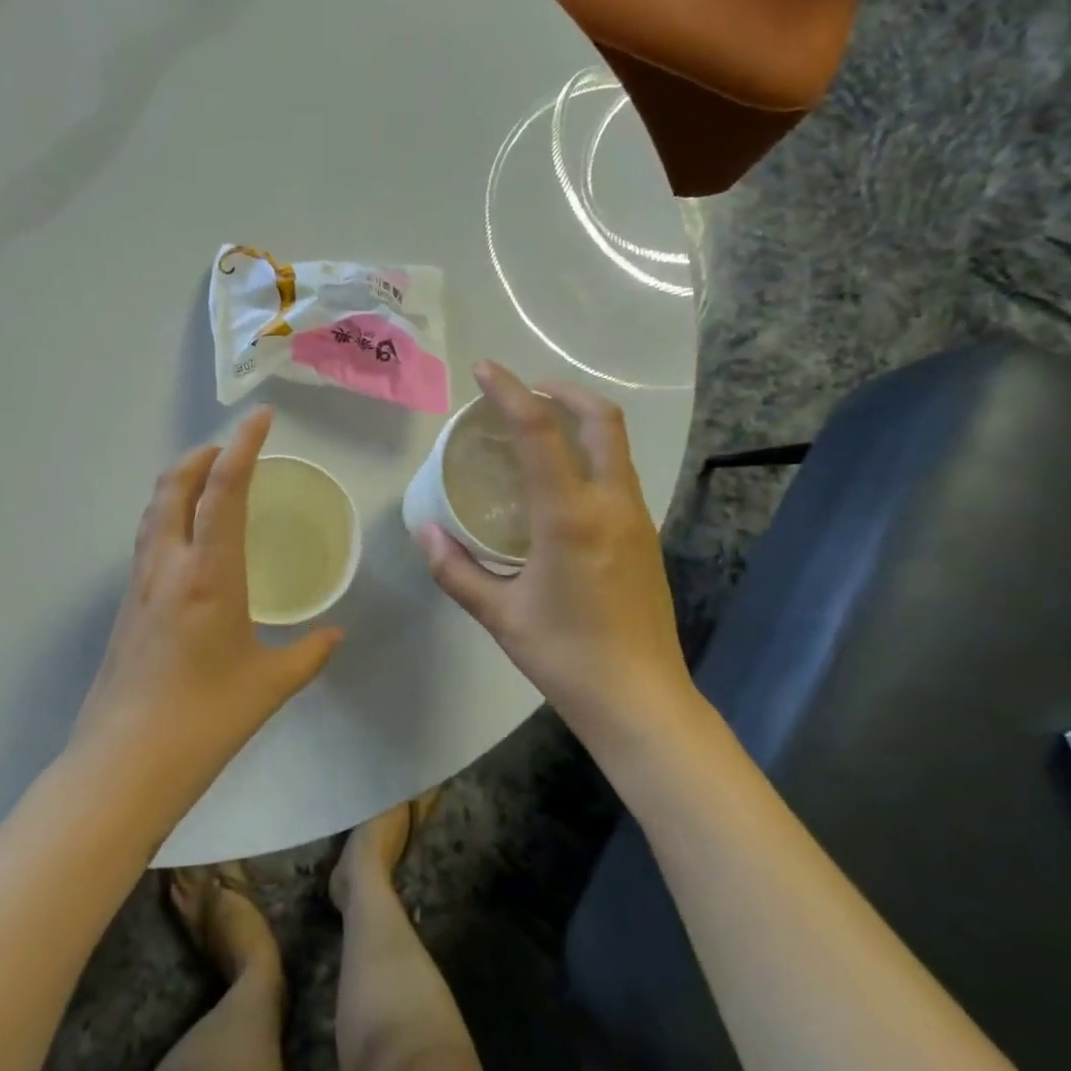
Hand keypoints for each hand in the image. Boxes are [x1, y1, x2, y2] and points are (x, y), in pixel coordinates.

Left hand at [74, 406, 342, 792]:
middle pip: (174, 484)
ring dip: (179, 482)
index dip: (243, 446)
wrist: (125, 762)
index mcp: (209, 574)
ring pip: (153, 509)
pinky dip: (167, 515)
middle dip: (203, 455)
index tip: (261, 417)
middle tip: (234, 451)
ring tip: (209, 483)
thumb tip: (334, 633)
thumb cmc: (206, 719)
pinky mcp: (125, 606)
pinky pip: (147, 539)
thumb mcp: (269, 685)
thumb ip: (309, 653)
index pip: (224, 489)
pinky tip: (187, 541)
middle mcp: (168, 565)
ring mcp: (139, 584)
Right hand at [417, 362, 698, 746]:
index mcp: (569, 517)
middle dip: (562, 390)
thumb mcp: (498, 614)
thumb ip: (455, 569)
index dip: (509, 391)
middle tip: (522, 391)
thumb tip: (426, 532)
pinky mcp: (645, 537)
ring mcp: (636, 519)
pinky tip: (559, 483)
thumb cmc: (564, 655)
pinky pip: (617, 475)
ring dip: (579, 421)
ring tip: (537, 429)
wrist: (640, 699)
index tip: (484, 370)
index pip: (538, 432)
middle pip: (600, 419)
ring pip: (615, 445)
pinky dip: (589, 455)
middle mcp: (611, 505)